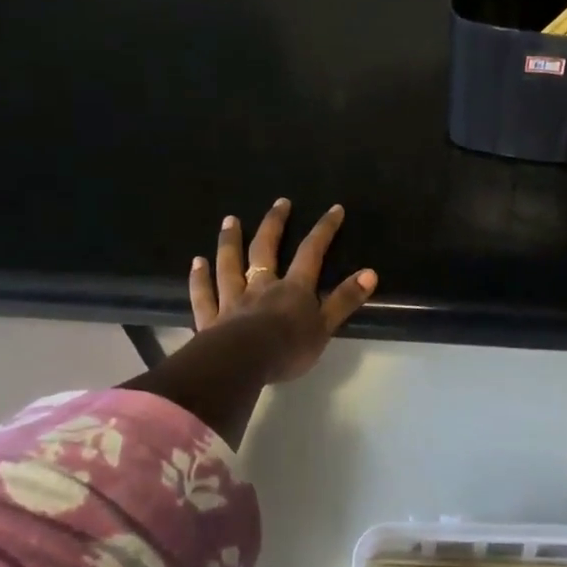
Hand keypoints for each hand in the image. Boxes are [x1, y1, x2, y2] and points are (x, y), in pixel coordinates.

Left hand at [190, 199, 377, 381]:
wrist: (241, 364)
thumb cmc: (288, 348)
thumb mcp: (325, 327)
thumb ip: (345, 300)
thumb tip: (370, 272)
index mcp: (292, 289)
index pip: (311, 253)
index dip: (324, 230)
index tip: (334, 209)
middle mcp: (261, 287)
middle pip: (265, 250)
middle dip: (274, 224)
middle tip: (279, 202)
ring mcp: (232, 301)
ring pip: (229, 266)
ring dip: (230, 242)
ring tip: (230, 221)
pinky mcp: (210, 320)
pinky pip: (204, 294)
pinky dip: (199, 278)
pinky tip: (196, 263)